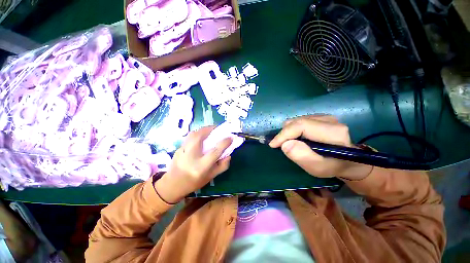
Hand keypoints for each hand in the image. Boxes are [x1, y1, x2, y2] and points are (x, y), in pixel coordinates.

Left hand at [155, 126, 231, 202]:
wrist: (173, 185)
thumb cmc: (194, 182)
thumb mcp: (211, 176)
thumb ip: (222, 166)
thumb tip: (229, 154)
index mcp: (201, 167)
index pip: (215, 152)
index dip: (224, 143)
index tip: (230, 137)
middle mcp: (191, 157)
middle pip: (199, 137)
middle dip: (210, 129)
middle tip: (217, 128)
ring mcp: (182, 151)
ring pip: (192, 135)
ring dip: (203, 130)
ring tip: (209, 131)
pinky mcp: (178, 149)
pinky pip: (189, 137)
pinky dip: (197, 134)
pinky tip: (201, 137)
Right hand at [269, 115, 372, 179]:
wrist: (347, 160)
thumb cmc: (332, 166)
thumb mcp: (318, 168)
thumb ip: (303, 156)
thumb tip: (285, 144)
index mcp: (333, 132)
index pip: (301, 126)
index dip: (284, 134)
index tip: (273, 144)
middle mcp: (330, 120)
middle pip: (297, 122)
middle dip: (284, 133)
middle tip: (279, 145)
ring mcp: (325, 117)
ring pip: (297, 120)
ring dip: (288, 132)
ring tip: (289, 143)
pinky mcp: (320, 117)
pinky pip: (299, 120)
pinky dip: (293, 129)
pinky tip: (296, 138)